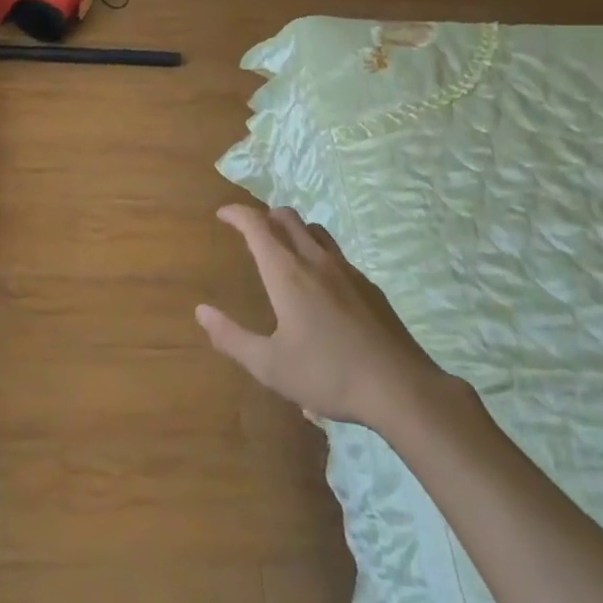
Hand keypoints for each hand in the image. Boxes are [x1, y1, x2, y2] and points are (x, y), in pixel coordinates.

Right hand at [198, 204, 451, 428]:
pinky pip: (336, 253)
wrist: (400, 388)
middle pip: (288, 217)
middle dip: (265, 215)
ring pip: (315, 230)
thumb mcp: (270, 365)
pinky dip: (317, 252)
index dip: (237, 214)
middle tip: (250, 231)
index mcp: (287, 273)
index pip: (257, 225)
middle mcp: (316, 261)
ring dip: (293, 229)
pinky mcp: (368, 286)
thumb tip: (201, 311)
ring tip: (283, 249)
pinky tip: (319, 284)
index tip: (223, 214)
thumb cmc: (328, 375)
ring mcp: (347, 270)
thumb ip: (231, 337)